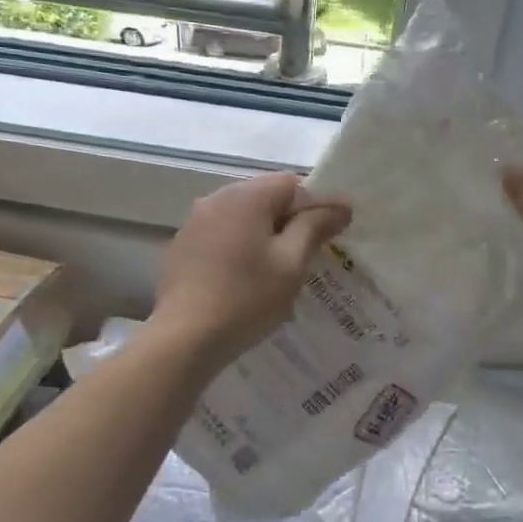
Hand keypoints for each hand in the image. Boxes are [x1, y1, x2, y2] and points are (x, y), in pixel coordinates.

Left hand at [149, 172, 351, 370]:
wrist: (185, 338)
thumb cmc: (247, 298)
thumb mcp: (291, 263)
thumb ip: (315, 227)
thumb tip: (340, 205)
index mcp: (246, 196)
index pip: (292, 184)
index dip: (317, 205)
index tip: (332, 234)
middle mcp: (216, 199)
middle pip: (265, 197)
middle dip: (290, 220)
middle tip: (308, 254)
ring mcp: (194, 222)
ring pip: (242, 217)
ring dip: (264, 234)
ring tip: (278, 270)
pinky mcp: (182, 247)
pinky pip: (222, 235)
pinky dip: (240, 248)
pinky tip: (245, 279)